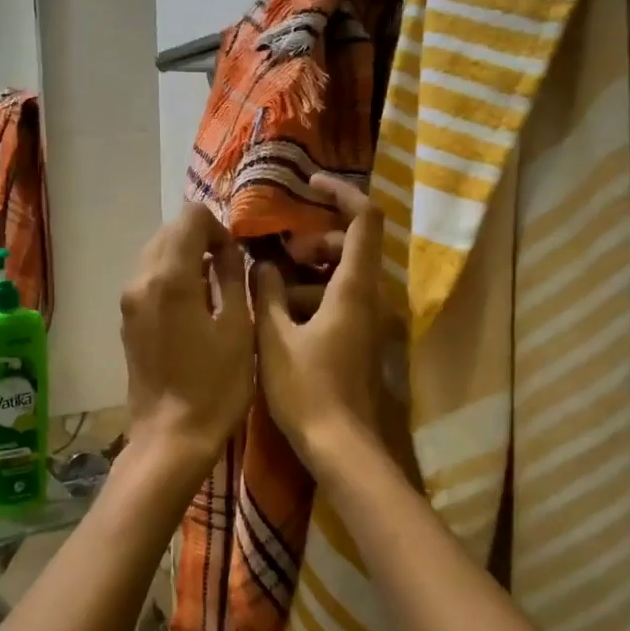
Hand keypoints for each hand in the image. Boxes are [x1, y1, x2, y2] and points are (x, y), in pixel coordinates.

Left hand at [120, 204, 253, 475]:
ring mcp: (129, 301)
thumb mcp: (239, 329)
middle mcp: (141, 280)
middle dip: (201, 239)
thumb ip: (234, 278)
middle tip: (230, 270)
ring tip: (215, 289)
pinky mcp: (127, 321)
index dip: (218, 227)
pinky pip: (149, 280)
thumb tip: (230, 250)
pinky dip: (172, 278)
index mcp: (170, 278)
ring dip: (186, 258)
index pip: (190, 217)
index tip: (236, 256)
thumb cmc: (215, 387)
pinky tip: (195, 307)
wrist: (172, 437)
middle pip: (169, 232)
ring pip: (156, 254)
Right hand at [253, 174, 382, 471]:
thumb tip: (261, 263)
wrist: (340, 446)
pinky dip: (311, 298)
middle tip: (276, 254)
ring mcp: (366, 321)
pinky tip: (278, 319)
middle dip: (313, 241)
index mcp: (353, 289)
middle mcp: (368, 298)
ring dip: (307, 274)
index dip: (340, 193)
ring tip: (268, 290)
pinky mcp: (358, 340)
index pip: (363, 220)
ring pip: (341, 277)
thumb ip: (266, 293)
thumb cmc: (306, 390)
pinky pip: (338, 302)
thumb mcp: (274, 337)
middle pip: (350, 246)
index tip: (309, 184)